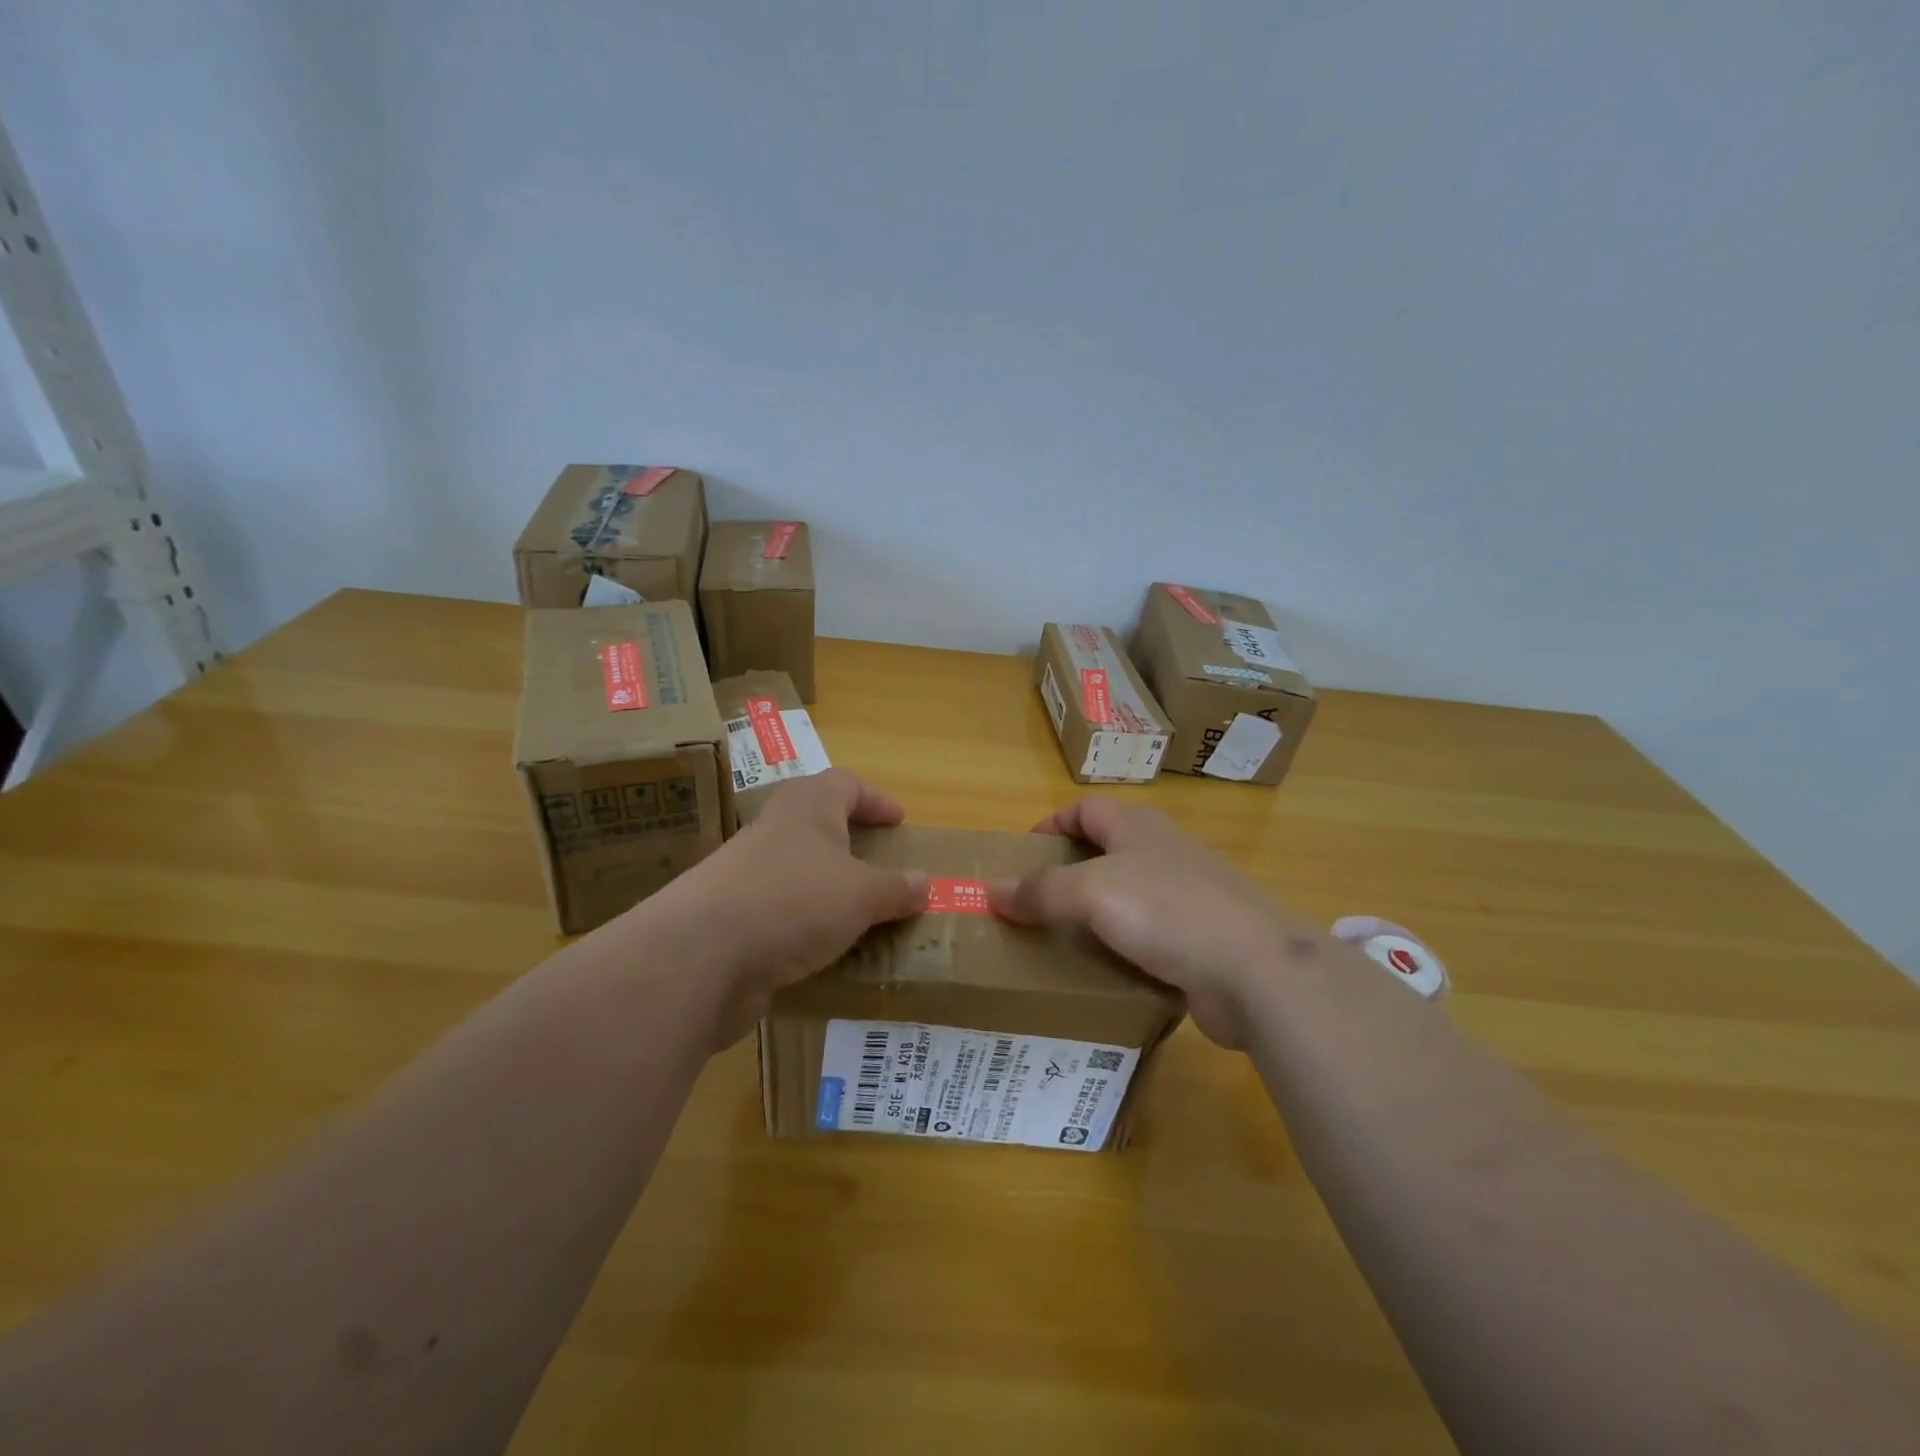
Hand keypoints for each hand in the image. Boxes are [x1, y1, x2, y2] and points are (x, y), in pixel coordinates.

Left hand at [646, 769, 927, 1044]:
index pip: (844, 783)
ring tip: (860, 916)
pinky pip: (779, 914)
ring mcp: (747, 876)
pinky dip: (804, 927)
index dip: (874, 798)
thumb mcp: (861, 895)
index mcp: (807, 808)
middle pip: (815, 823)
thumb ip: (895, 888)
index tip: (898, 822)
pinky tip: (825, 954)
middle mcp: (774, 832)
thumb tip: (924, 882)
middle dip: (848, 842)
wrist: (701, 955)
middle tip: (878, 865)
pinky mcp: (731, 919)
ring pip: (797, 871)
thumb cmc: (794, 901)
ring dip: (827, 889)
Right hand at [989, 798, 1308, 1047]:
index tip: (1023, 853)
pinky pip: (1150, 938)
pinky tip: (1105, 973)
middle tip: (1034, 903)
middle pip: (1107, 851)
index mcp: (1139, 828)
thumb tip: (990, 891)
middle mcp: (1165, 854)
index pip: (1087, 808)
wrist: (1257, 971)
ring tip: (1059, 941)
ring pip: (1129, 897)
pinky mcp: (1201, 941)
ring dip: (1095, 915)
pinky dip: (1124, 950)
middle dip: (1069, 872)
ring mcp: (1188, 898)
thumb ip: (1041, 890)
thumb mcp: (1093, 892)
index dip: (1053, 823)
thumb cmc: (1169, 911)